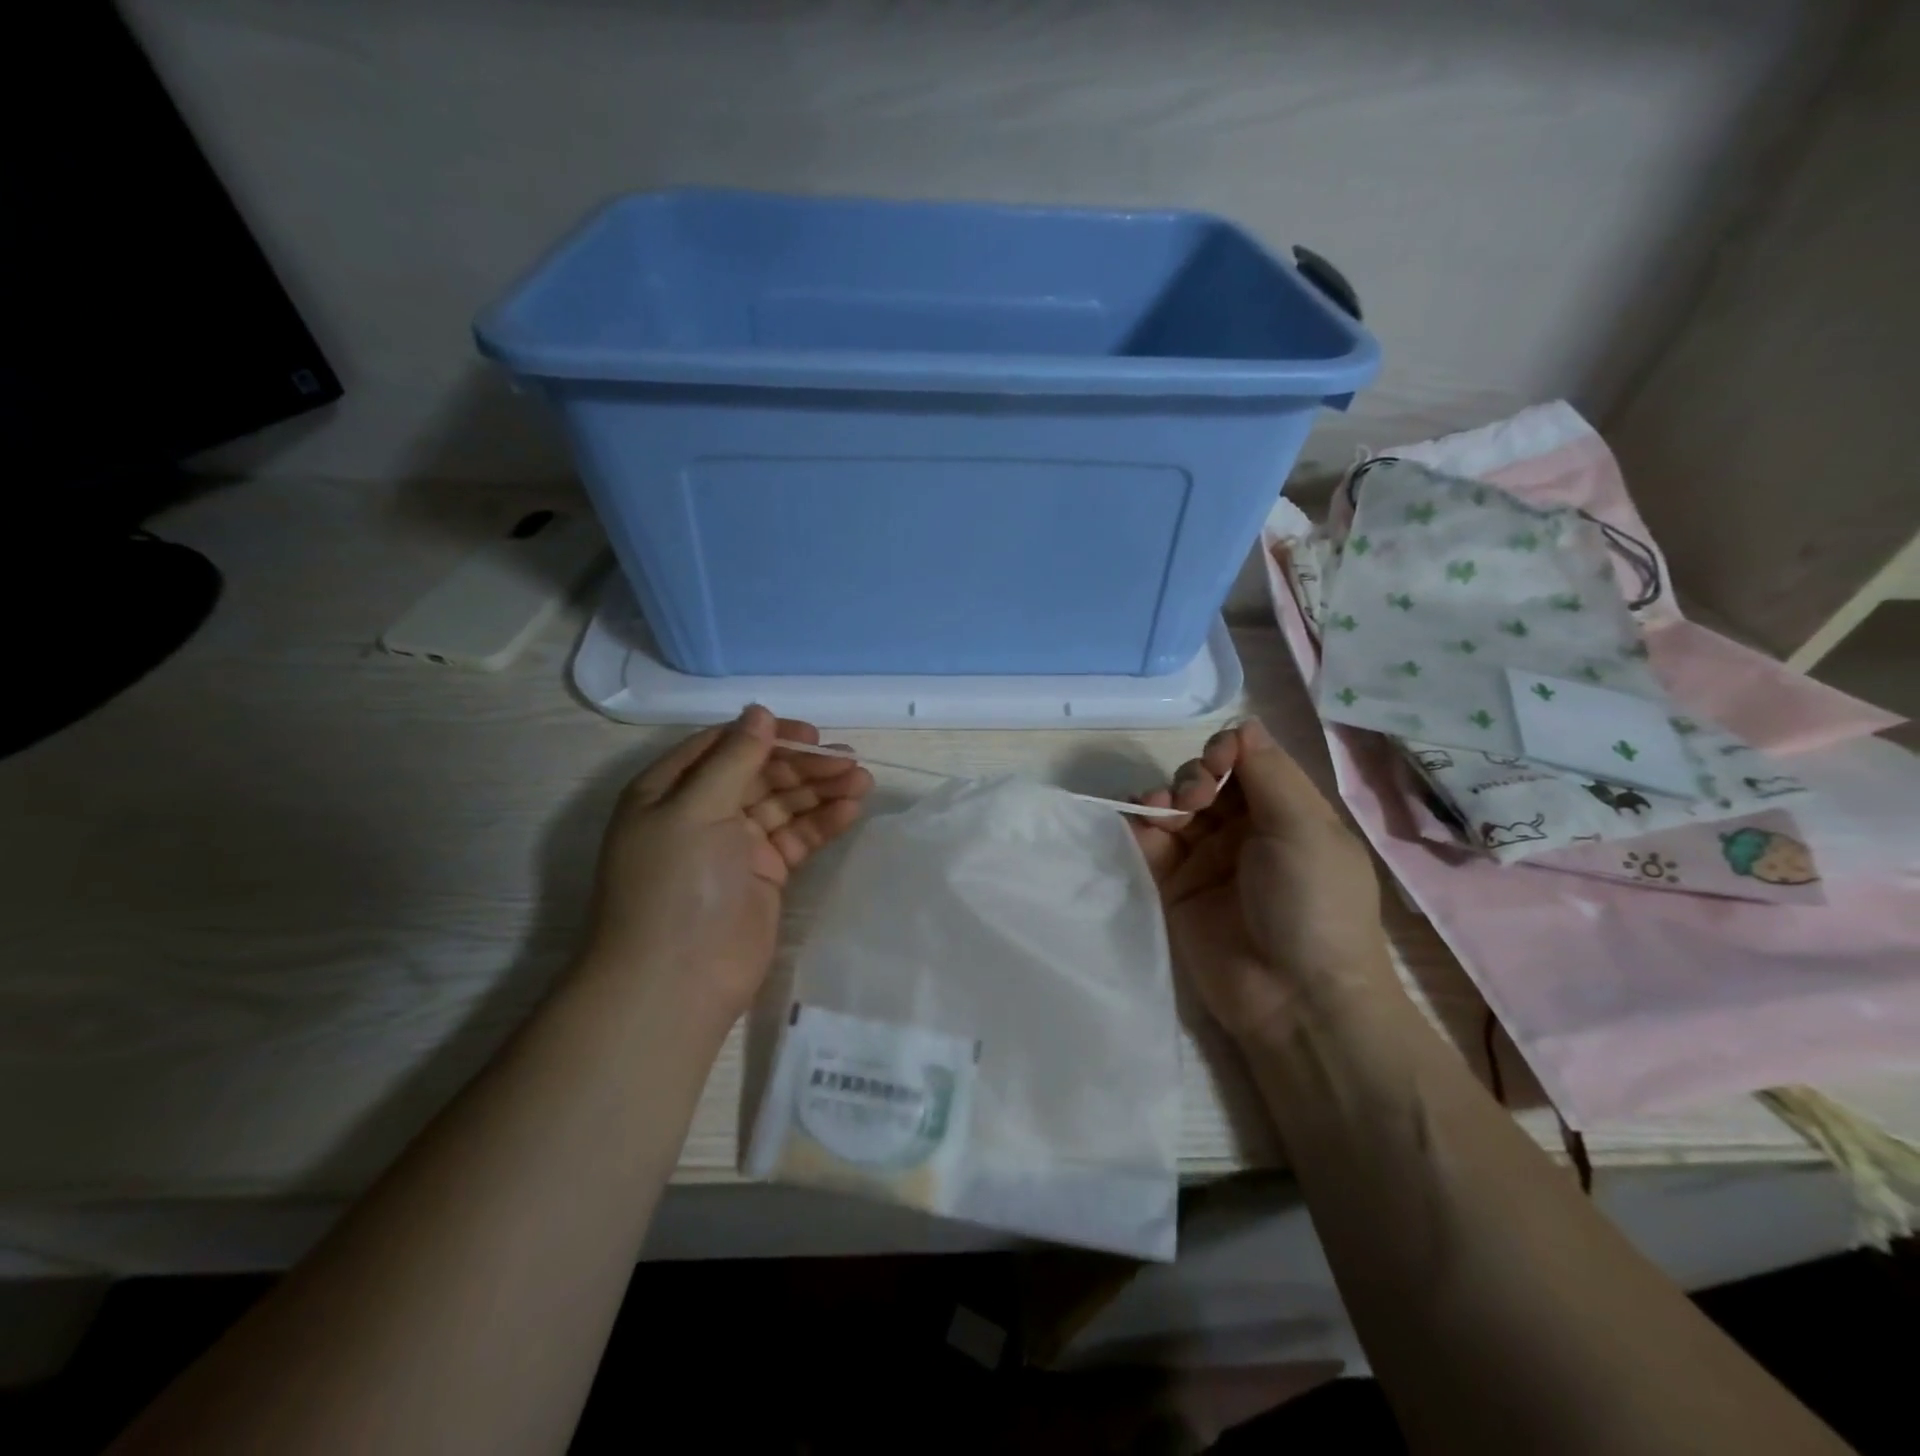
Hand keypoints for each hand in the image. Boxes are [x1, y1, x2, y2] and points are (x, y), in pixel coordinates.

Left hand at [582, 706, 873, 1026]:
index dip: (770, 736)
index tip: (812, 735)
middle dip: (805, 766)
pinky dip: (822, 823)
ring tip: (863, 782)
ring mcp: (735, 844)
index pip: (726, 745)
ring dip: (821, 791)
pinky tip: (850, 811)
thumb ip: (734, 758)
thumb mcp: (696, 809)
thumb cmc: (677, 884)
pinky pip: (797, 837)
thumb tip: (760, 711)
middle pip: (761, 773)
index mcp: (671, 789)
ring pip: (784, 804)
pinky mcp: (764, 873)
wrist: (677, 981)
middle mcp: (702, 811)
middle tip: (850, 763)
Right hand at [1131, 717, 1397, 1041]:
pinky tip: (1138, 819)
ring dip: (1164, 796)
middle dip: (1194, 777)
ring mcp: (1207, 861)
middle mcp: (1246, 832)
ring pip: (1175, 808)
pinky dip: (1139, 825)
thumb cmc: (1312, 904)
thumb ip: (1269, 772)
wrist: (1294, 999)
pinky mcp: (1174, 888)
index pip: (1248, 763)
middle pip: (1206, 781)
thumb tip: (1243, 725)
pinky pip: (1150, 844)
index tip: (1219, 759)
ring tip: (1165, 811)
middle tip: (1194, 799)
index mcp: (1287, 814)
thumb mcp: (1304, 828)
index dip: (1228, 751)